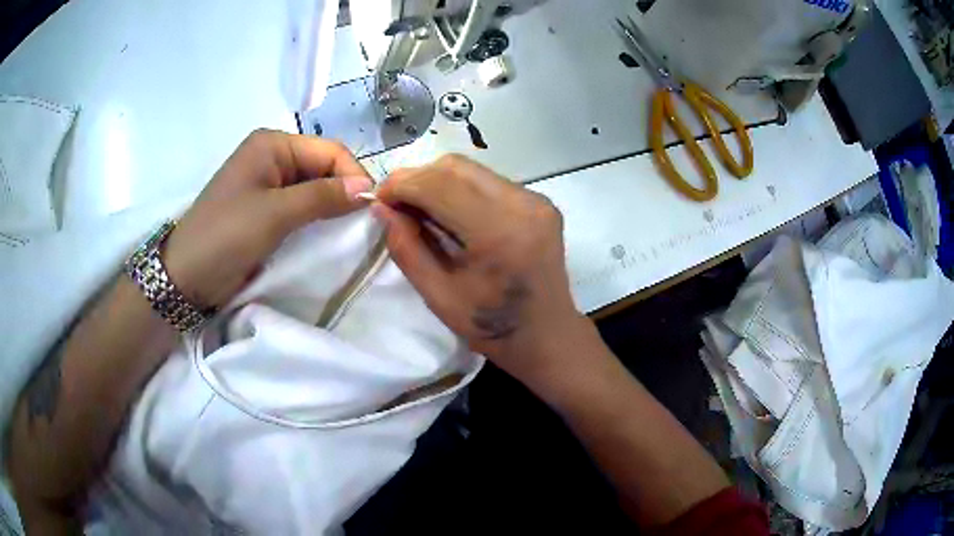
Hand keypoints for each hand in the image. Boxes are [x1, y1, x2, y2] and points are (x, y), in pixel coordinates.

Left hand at [163, 130, 372, 308]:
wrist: (186, 277)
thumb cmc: (226, 236)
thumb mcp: (275, 214)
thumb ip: (322, 197)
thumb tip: (368, 187)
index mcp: (272, 144)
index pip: (329, 151)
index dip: (353, 175)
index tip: (373, 209)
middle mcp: (272, 157)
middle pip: (322, 167)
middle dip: (343, 192)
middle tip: (365, 225)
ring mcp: (267, 183)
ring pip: (313, 188)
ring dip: (331, 208)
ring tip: (349, 232)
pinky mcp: (265, 208)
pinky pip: (300, 206)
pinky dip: (315, 219)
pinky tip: (327, 235)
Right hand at [373, 155, 593, 389]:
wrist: (547, 334)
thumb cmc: (491, 326)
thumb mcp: (438, 296)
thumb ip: (406, 248)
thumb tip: (381, 208)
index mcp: (499, 233)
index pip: (439, 184)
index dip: (401, 185)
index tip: (379, 199)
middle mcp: (522, 205)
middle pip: (456, 167)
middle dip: (417, 179)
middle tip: (397, 205)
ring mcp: (535, 200)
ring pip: (471, 169)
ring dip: (438, 182)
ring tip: (421, 209)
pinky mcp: (540, 200)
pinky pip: (489, 181)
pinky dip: (461, 189)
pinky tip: (452, 213)